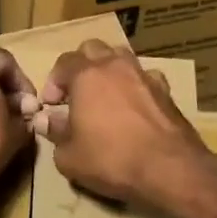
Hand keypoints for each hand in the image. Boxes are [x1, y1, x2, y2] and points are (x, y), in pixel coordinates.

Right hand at [38, 41, 214, 205]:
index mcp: (87, 75)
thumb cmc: (111, 159)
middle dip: (80, 67)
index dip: (53, 82)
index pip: (64, 62)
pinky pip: (145, 77)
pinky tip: (134, 104)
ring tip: (104, 95)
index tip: (51, 105)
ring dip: (109, 70)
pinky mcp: (166, 91)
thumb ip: (55, 132)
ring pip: (121, 57)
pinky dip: (135, 84)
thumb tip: (47, 120)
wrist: (169, 168)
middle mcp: (115, 66)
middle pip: (93, 49)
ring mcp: (144, 75)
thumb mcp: (69, 156)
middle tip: (76, 94)